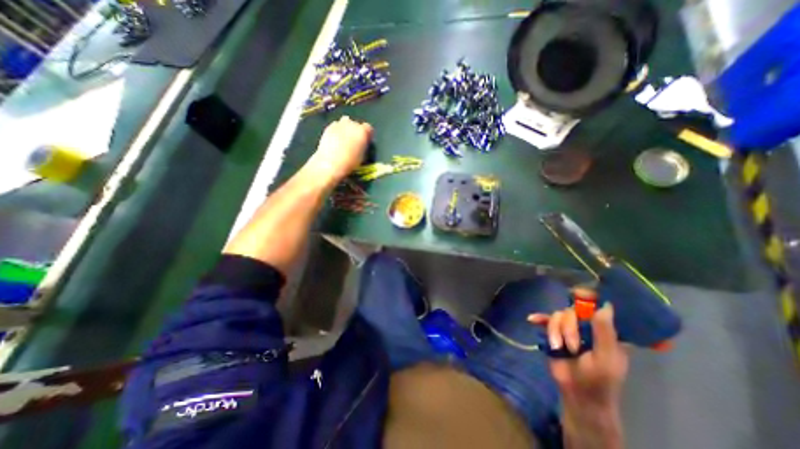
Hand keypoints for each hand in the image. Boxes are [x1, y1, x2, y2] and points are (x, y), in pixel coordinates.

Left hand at [307, 118, 373, 185]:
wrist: (331, 163)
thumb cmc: (350, 162)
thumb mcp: (363, 155)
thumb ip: (363, 146)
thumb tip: (362, 144)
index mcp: (362, 132)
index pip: (368, 128)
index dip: (367, 135)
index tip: (365, 141)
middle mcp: (352, 125)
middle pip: (356, 124)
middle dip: (356, 131)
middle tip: (354, 141)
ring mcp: (339, 124)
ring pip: (345, 122)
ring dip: (346, 128)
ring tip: (344, 139)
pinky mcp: (329, 127)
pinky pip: (336, 126)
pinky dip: (337, 130)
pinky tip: (335, 139)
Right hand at [529, 304, 628, 412]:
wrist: (577, 394)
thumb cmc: (599, 380)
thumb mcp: (606, 358)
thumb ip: (604, 332)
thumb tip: (605, 305)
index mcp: (604, 330)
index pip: (598, 306)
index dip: (590, 297)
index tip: (579, 293)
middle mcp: (586, 325)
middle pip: (572, 310)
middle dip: (568, 327)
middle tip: (572, 346)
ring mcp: (568, 328)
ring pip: (557, 315)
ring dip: (555, 331)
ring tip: (558, 348)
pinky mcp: (553, 332)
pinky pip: (544, 320)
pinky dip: (539, 319)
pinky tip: (532, 320)